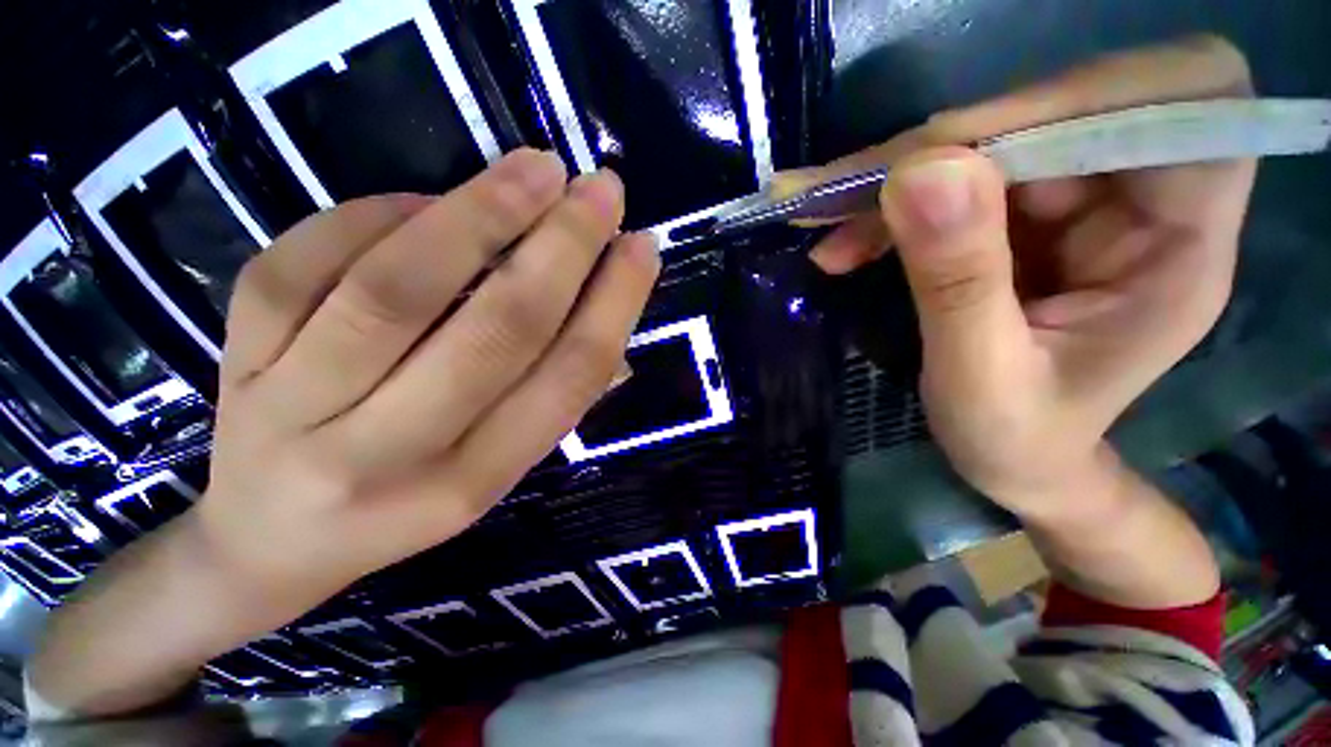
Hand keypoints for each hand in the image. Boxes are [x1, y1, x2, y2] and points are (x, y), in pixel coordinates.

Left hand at [200, 150, 658, 625]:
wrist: (271, 539)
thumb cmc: (402, 500)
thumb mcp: (493, 468)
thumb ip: (551, 394)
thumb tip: (608, 304)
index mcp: (472, 483)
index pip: (565, 380)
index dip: (613, 306)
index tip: (642, 247)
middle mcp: (389, 457)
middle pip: (495, 331)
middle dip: (562, 248)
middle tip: (601, 189)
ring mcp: (294, 409)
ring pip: (398, 289)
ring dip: (482, 213)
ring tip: (537, 169)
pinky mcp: (237, 359)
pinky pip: (309, 260)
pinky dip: (382, 214)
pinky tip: (430, 202)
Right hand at [783, 36, 1254, 522]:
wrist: (1015, 461)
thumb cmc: (1015, 441)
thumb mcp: (979, 379)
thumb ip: (958, 280)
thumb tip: (920, 171)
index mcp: (1181, 246)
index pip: (1182, 100)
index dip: (1073, 99)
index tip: (954, 150)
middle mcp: (1144, 202)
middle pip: (1065, 109)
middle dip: (950, 141)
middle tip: (852, 186)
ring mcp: (1078, 204)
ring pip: (994, 141)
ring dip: (900, 177)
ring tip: (826, 217)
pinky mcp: (1023, 217)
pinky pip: (954, 180)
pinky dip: (890, 204)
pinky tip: (843, 242)